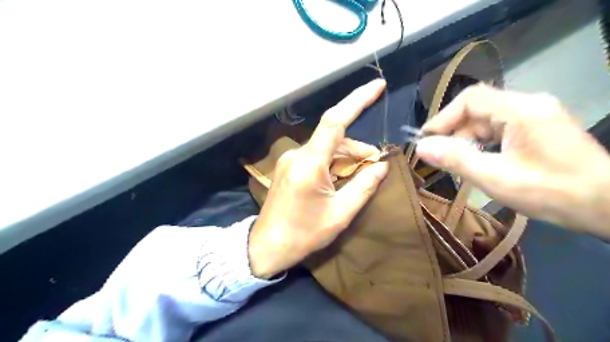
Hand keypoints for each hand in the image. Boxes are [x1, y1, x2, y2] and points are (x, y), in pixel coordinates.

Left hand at [248, 79, 386, 278]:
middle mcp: (298, 155)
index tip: (378, 86)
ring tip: (361, 176)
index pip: (334, 121)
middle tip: (376, 167)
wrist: (266, 247)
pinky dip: (333, 164)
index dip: (357, 100)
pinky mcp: (289, 168)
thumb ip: (363, 186)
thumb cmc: (303, 234)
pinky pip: (317, 157)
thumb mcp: (340, 213)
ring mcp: (291, 160)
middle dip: (359, 149)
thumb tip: (382, 165)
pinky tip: (341, 179)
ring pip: (326, 148)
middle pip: (335, 139)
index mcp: (309, 164)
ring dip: (347, 158)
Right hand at [417, 84, 608, 237]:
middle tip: (440, 157)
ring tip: (458, 163)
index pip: (471, 99)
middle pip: (479, 109)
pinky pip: (502, 128)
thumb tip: (421, 147)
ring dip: (468, 139)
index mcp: (521, 110)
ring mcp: (537, 115)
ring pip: (489, 119)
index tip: (426, 140)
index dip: (443, 117)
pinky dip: (484, 142)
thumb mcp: (495, 177)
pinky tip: (480, 160)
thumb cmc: (552, 192)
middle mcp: (529, 105)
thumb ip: (456, 159)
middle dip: (455, 132)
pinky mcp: (541, 128)